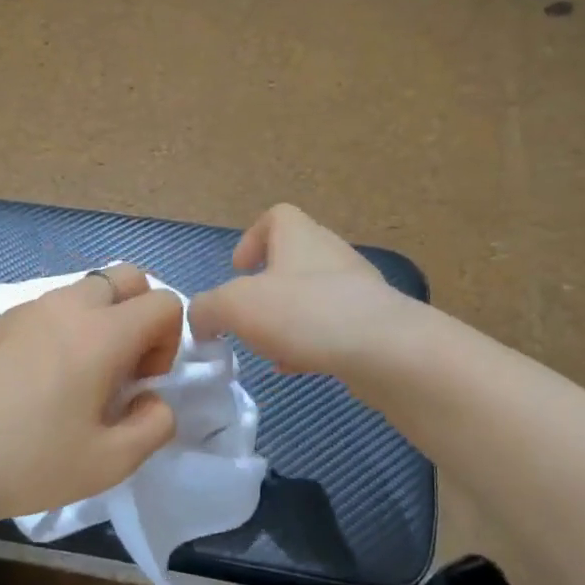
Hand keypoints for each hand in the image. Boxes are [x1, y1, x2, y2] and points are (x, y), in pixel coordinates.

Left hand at [0, 263, 182, 527]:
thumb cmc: (27, 462)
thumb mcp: (109, 462)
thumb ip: (154, 425)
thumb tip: (154, 399)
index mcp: (101, 333)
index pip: (164, 303)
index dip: (169, 342)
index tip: (142, 383)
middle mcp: (66, 306)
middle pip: (127, 278)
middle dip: (140, 315)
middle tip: (120, 369)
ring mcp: (25, 309)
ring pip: (85, 289)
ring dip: (101, 320)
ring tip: (79, 378)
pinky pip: (48, 307)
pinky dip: (65, 327)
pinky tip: (39, 379)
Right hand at [190, 205, 408, 377]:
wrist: (385, 351)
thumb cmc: (304, 313)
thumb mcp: (235, 306)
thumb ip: (207, 309)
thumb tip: (199, 321)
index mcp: (299, 237)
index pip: (276, 217)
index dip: (252, 239)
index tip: (238, 270)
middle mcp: (331, 255)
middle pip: (293, 260)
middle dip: (266, 289)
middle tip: (247, 317)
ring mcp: (358, 290)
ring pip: (313, 297)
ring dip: (287, 319)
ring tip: (270, 348)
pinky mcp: (374, 325)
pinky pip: (333, 327)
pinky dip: (311, 343)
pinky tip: (298, 367)